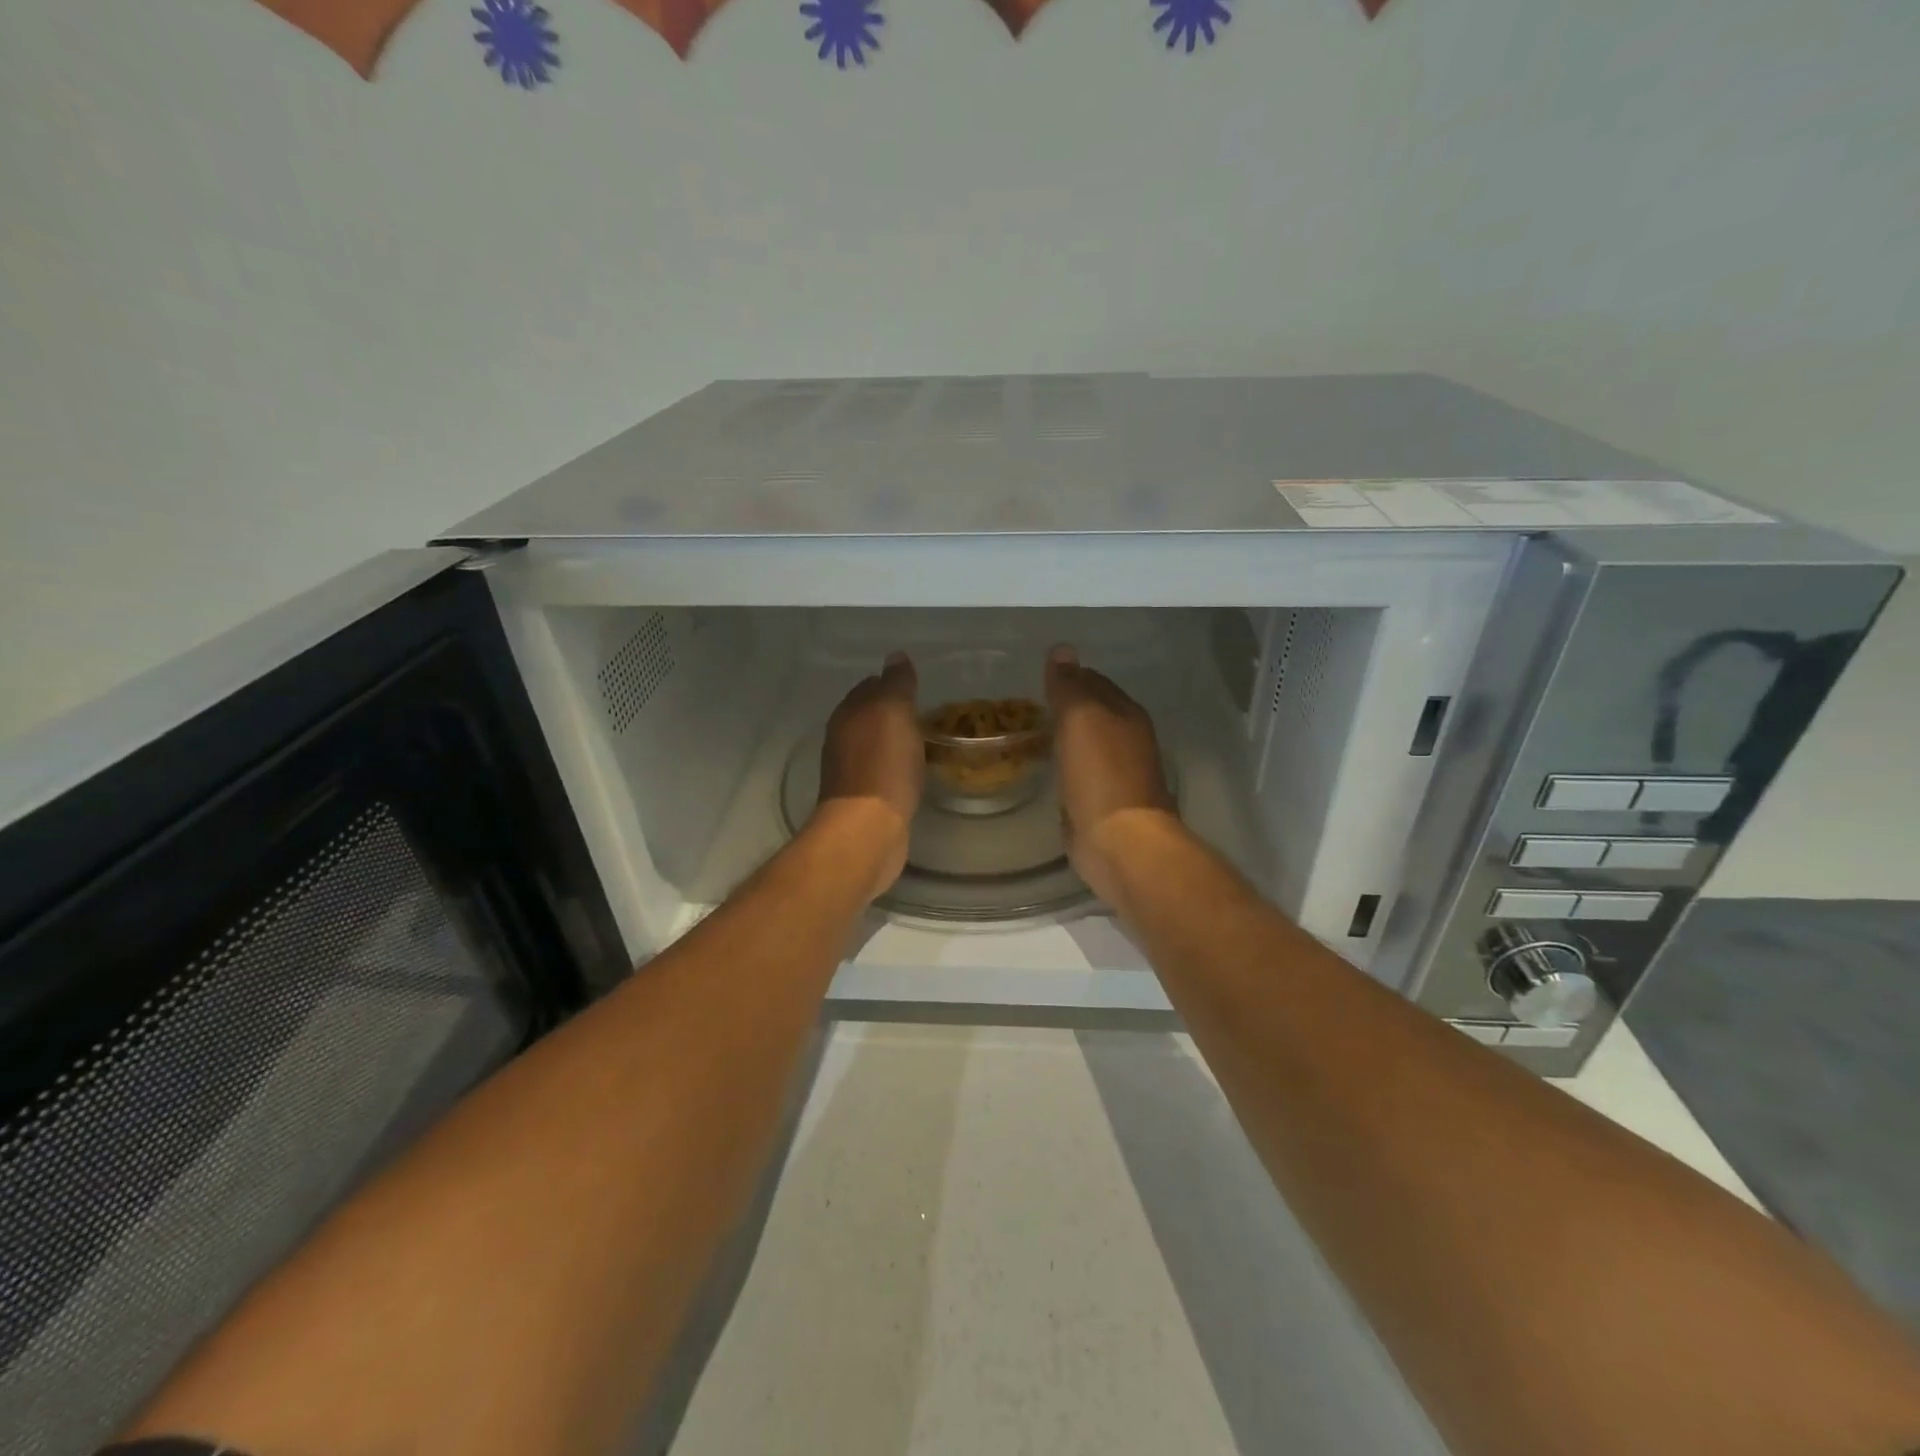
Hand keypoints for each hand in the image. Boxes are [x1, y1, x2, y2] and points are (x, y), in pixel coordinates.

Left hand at [814, 652, 923, 899]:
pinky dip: (897, 766)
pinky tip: (914, 771)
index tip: (916, 686)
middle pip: (869, 716)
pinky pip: (884, 772)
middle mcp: (842, 739)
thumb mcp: (893, 712)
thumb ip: (895, 684)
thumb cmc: (883, 765)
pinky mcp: (864, 799)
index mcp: (847, 715)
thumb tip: (896, 656)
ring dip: (895, 741)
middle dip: (892, 712)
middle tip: (925, 712)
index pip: (868, 687)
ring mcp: (850, 771)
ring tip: (925, 740)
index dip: (890, 683)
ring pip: (875, 745)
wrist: (868, 829)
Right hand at [1044, 645, 1177, 907]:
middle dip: (1067, 707)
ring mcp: (1117, 774)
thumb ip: (1070, 685)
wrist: (1118, 841)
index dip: (1069, 676)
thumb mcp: (1081, 718)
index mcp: (1127, 714)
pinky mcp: (1102, 803)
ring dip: (1065, 737)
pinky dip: (1064, 766)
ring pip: (1086, 744)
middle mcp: (1127, 740)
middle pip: (1093, 713)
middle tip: (1029, 704)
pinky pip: (1079, 774)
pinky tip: (1046, 768)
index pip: (1095, 682)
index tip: (1038, 677)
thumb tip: (1061, 649)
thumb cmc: (1100, 774)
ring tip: (1032, 731)